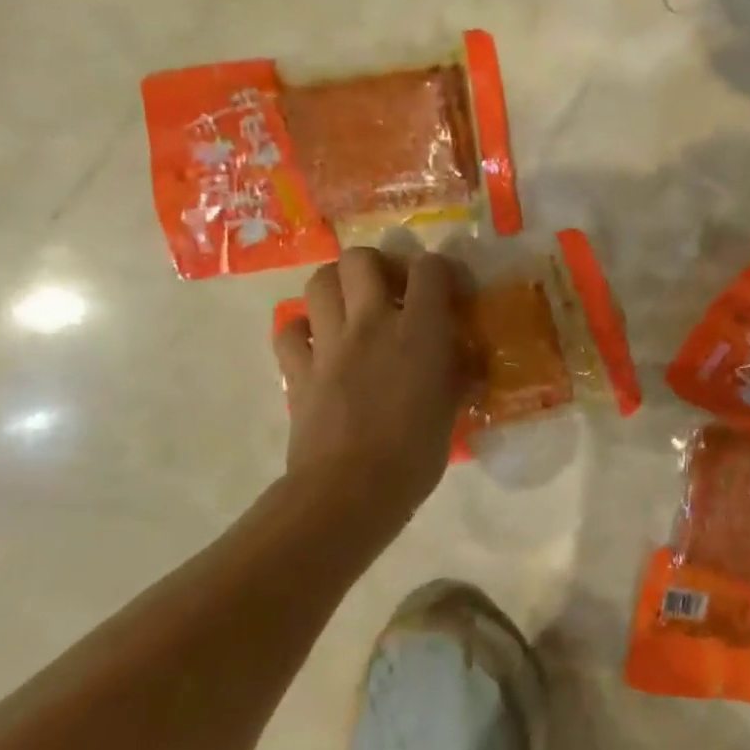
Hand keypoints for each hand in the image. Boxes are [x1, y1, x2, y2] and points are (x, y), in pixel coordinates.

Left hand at [272, 249, 470, 517]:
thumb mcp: (452, 405)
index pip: (431, 268)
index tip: (449, 290)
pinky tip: (320, 344)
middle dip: (378, 265)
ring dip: (338, 286)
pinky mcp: (297, 369)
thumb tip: (460, 355)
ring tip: (354, 308)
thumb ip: (455, 369)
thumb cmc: (416, 453)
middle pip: (361, 259)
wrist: (351, 491)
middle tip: (392, 290)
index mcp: (419, 331)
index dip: (442, 270)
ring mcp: (328, 344)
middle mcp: (370, 323)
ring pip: (319, 281)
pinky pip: (289, 329)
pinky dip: (303, 329)